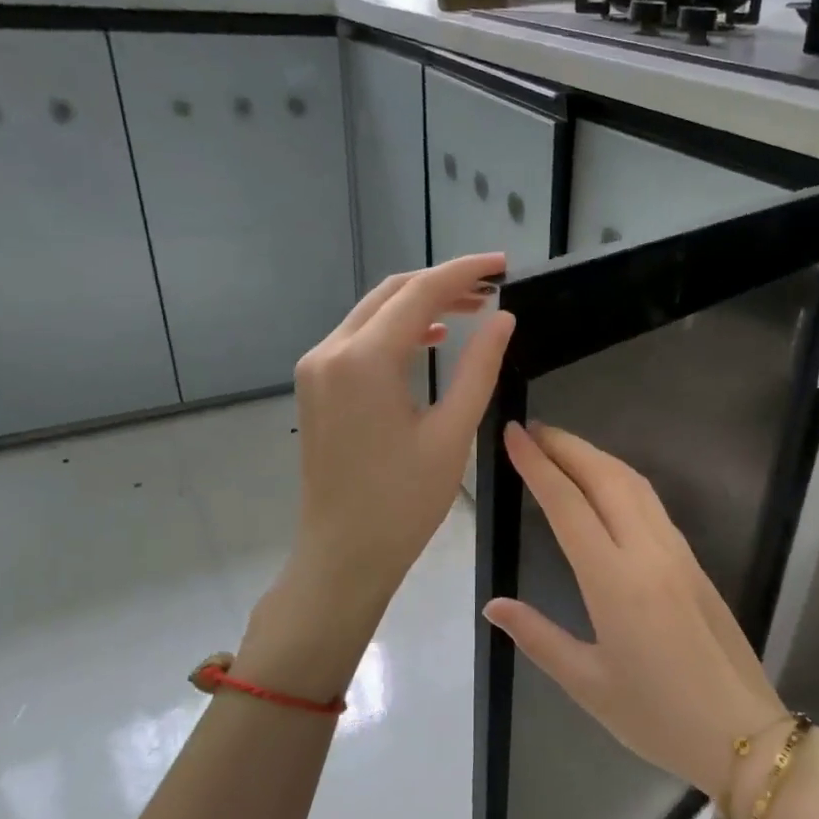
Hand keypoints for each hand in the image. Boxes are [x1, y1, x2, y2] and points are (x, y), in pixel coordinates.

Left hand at [288, 254, 514, 612]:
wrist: (343, 554)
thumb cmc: (403, 503)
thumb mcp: (452, 433)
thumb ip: (478, 367)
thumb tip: (503, 318)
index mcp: (364, 360)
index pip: (420, 293)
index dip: (465, 272)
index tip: (503, 264)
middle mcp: (330, 351)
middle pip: (392, 294)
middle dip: (443, 283)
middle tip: (493, 288)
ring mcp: (316, 368)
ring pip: (373, 313)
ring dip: (420, 304)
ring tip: (470, 310)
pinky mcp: (315, 386)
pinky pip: (358, 339)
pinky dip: (396, 329)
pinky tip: (430, 339)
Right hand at [482, 422, 787, 806]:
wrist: (743, 733)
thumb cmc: (657, 717)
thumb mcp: (587, 683)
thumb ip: (538, 637)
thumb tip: (493, 605)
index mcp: (615, 582)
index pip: (568, 505)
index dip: (538, 465)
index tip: (512, 435)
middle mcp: (649, 553)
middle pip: (605, 478)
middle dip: (567, 446)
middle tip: (532, 430)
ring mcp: (678, 553)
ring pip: (634, 484)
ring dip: (596, 457)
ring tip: (562, 448)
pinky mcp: (694, 562)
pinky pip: (652, 504)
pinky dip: (621, 479)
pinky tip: (605, 486)